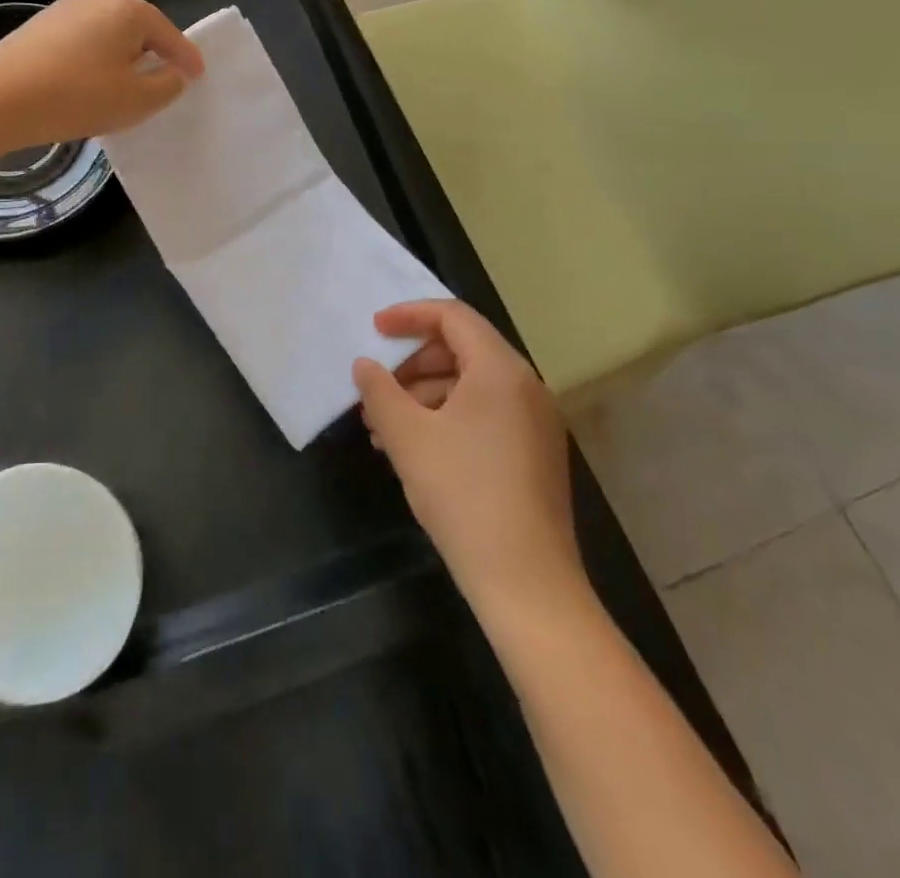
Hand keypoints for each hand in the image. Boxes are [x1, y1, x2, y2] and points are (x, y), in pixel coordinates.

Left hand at [0, 0, 203, 150]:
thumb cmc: (77, 96)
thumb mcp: (135, 100)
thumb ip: (166, 85)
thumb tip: (173, 73)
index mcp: (128, 9)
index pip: (169, 34)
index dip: (186, 58)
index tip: (198, 76)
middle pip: (137, 29)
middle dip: (152, 54)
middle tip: (163, 82)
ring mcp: (63, 9)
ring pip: (107, 35)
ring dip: (121, 58)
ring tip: (125, 87)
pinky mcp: (38, 27)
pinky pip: (81, 42)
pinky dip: (94, 61)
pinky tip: (88, 84)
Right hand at [354, 300, 586, 621]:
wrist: (526, 583)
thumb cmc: (463, 494)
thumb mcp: (407, 436)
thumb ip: (379, 391)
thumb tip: (365, 365)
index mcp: (500, 371)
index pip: (453, 316)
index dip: (408, 315)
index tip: (373, 330)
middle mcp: (526, 387)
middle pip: (462, 348)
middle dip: (411, 362)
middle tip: (375, 387)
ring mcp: (534, 422)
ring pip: (470, 385)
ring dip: (422, 394)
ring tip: (382, 427)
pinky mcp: (533, 453)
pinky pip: (484, 413)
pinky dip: (445, 417)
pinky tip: (412, 449)